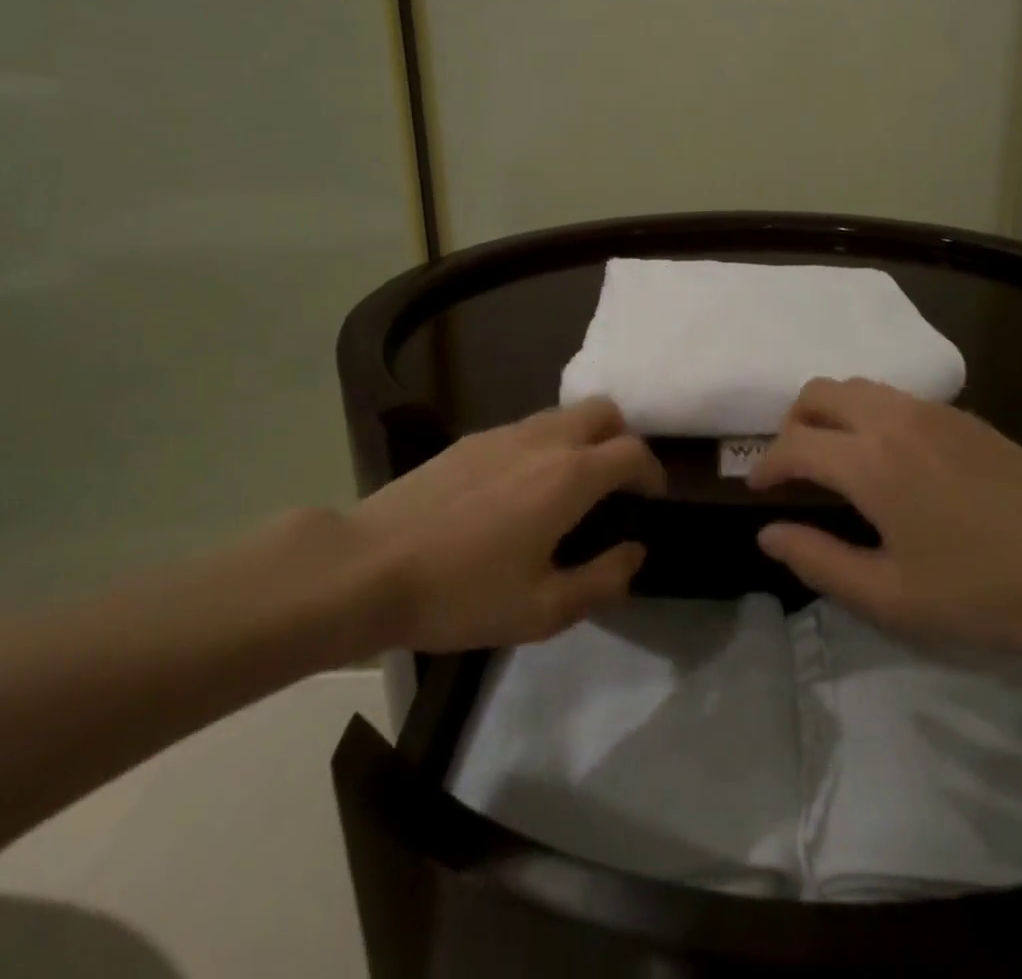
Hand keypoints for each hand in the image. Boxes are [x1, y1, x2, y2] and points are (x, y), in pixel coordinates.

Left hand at [340, 399, 662, 653]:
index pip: (633, 451)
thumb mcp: (542, 609)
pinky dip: (544, 445)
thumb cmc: (462, 593)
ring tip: (569, 487)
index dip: (653, 471)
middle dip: (622, 439)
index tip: (652, 497)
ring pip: (563, 415)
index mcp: (570, 475)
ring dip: (583, 439)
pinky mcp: (471, 440)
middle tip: (616, 483)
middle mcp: (544, 440)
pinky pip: (526, 429)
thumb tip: (634, 553)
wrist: (368, 567)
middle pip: (603, 411)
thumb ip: (602, 580)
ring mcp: (504, 434)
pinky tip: (519, 491)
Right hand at [750, 378, 1021, 660]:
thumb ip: (818, 560)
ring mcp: (932, 411)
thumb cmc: (983, 592)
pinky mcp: (963, 415)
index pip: (793, 444)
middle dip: (791, 423)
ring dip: (830, 412)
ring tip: (833, 458)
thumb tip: (768, 534)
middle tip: (791, 467)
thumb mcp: (890, 595)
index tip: (755, 488)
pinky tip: (887, 456)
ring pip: (858, 386)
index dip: (765, 464)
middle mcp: (894, 419)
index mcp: (869, 462)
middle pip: (819, 392)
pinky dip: (868, 412)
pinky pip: (894, 396)